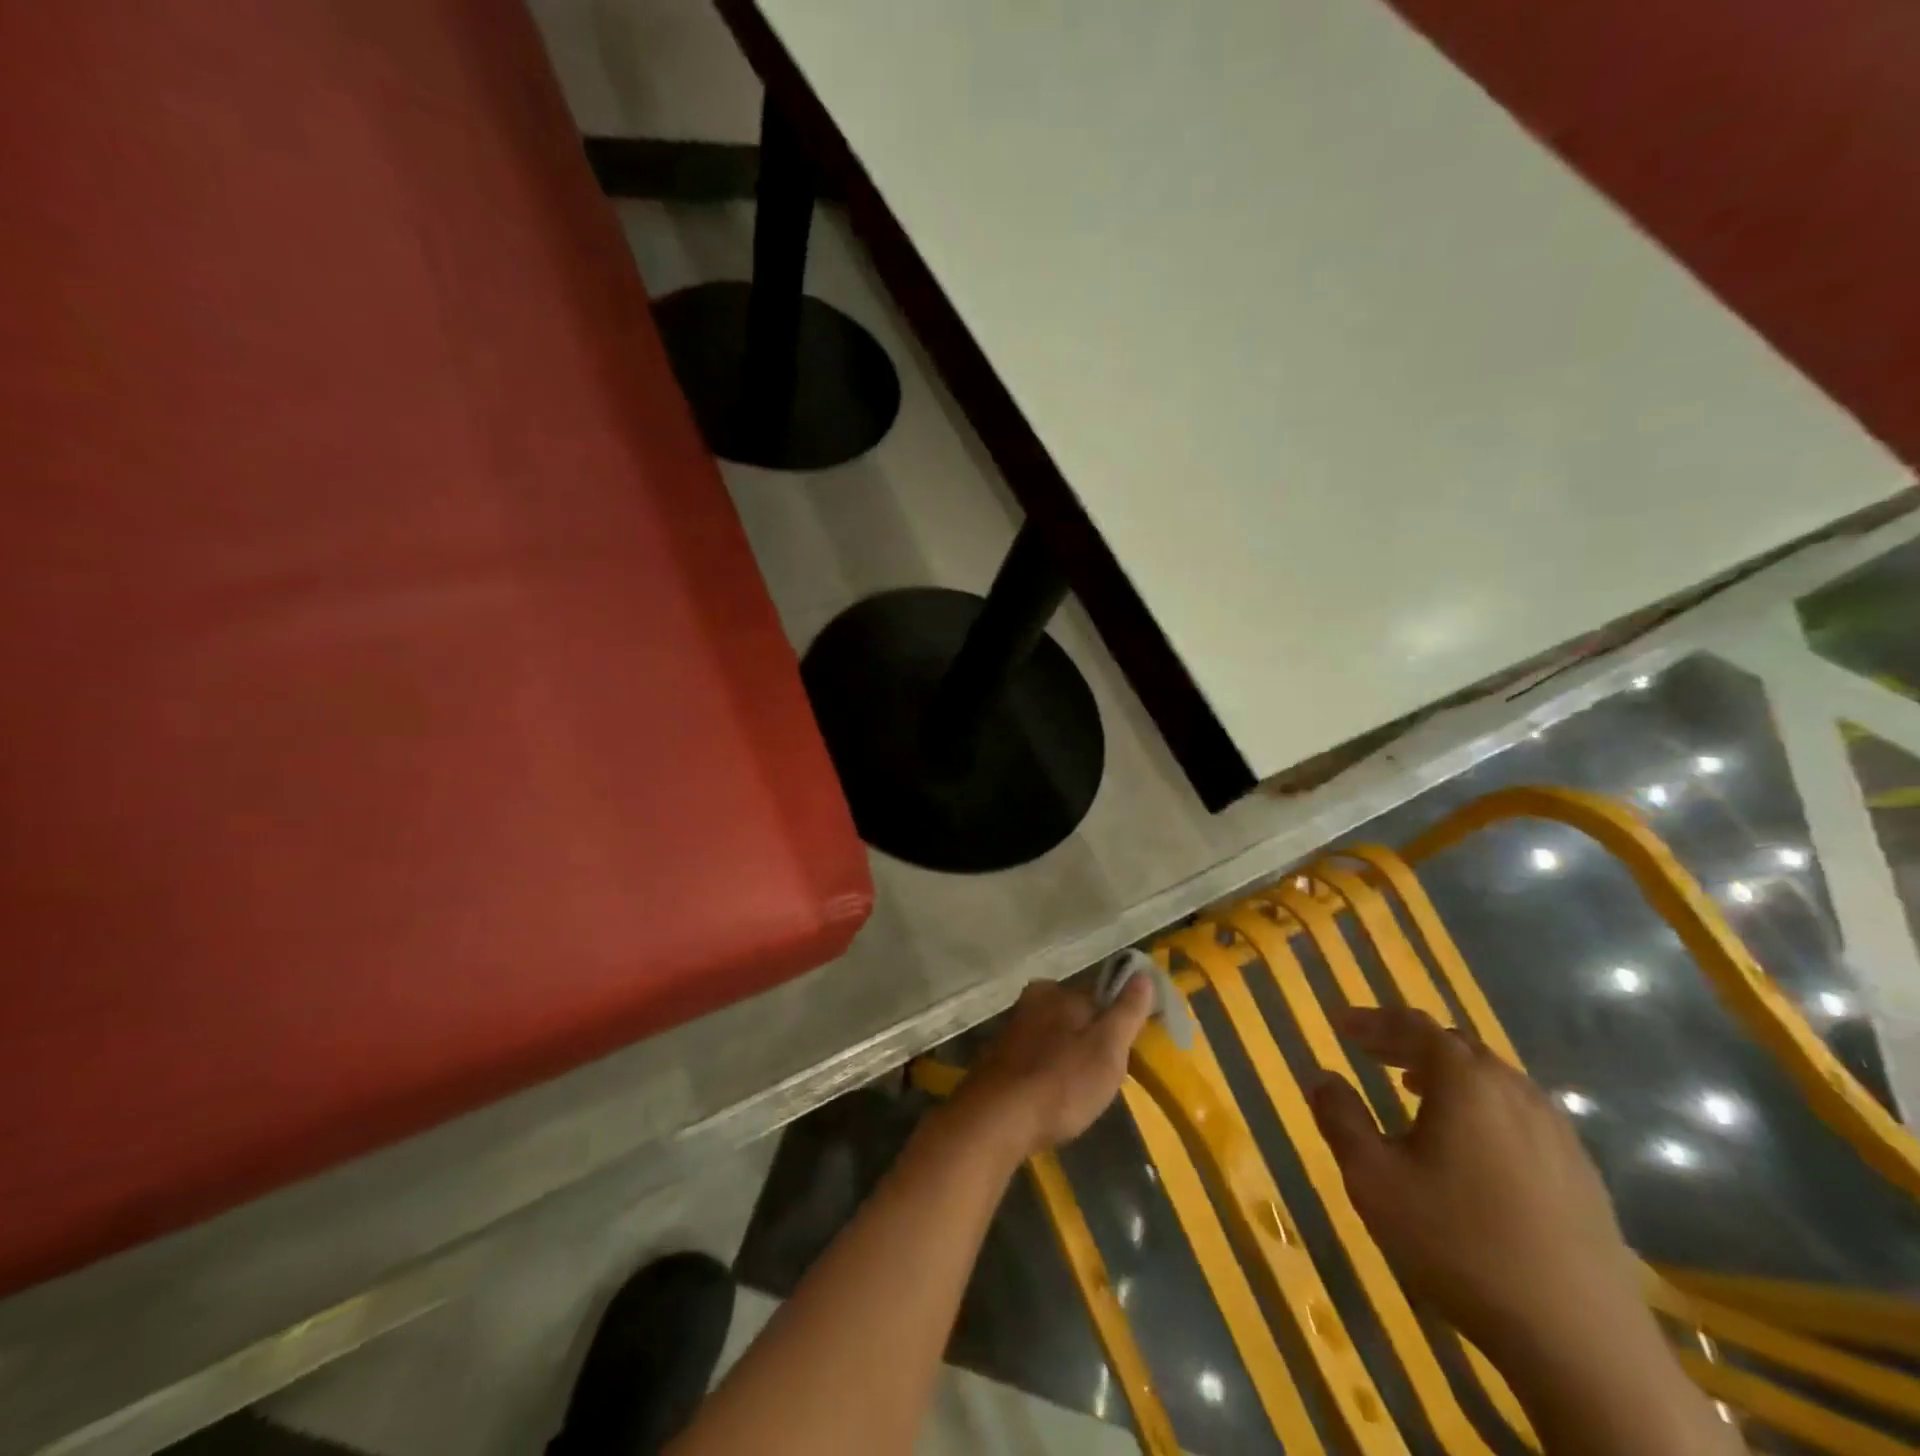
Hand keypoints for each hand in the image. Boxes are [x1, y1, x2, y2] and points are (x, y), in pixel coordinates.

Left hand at [954, 978, 1154, 1160]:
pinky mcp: (998, 1060)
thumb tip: (1143, 974)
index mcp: (1056, 991)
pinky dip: (1048, 1074)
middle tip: (1104, 1078)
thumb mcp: (1107, 1048)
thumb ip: (1126, 1012)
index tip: (1127, 1051)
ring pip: (1054, 1038)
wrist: (996, 1121)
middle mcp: (1030, 1001)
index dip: (1118, 1021)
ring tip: (1080, 1093)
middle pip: (1074, 1016)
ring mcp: (1011, 1030)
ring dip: (1068, 1059)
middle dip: (1090, 1041)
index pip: (1099, 995)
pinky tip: (1053, 1099)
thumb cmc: (1061, 1082)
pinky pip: (1036, 1059)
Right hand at [1309, 1006, 1647, 1362]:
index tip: (1340, 1024)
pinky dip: (1483, 1107)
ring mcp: (1558, 1133)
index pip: (1413, 1025)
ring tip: (1413, 1090)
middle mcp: (1515, 1092)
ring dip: (1447, 1074)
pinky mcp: (1582, 1173)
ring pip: (1493, 1079)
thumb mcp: (1374, 1180)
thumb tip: (1322, 1076)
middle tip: (1371, 1052)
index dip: (1373, 1020)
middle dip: (1408, 1042)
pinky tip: (1471, 1144)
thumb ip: (1341, 1118)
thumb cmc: (1459, 1245)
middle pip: (1456, 1046)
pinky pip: (1521, 1114)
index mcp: (1465, 1082)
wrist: (1582, 1344)